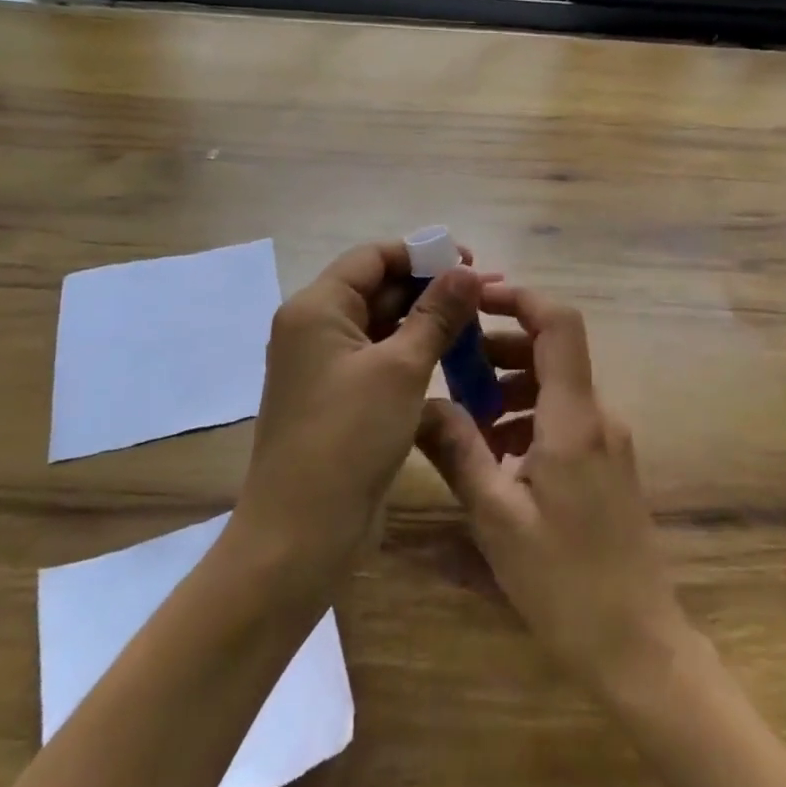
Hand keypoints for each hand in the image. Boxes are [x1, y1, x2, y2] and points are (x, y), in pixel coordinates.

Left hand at [233, 240, 482, 587]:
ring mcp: (325, 365)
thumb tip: (466, 270)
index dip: (421, 253)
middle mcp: (315, 328)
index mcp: (317, 308)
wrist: (301, 533)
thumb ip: (436, 314)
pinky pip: (380, 357)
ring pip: (382, 324)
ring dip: (425, 319)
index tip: (470, 261)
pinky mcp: (339, 397)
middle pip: (377, 287)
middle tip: (484, 293)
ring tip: (477, 321)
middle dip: (430, 286)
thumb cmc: (348, 438)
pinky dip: (413, 351)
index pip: (372, 257)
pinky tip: (452, 356)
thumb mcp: (401, 368)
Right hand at [418, 286, 692, 698]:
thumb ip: (458, 451)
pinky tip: (496, 456)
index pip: (559, 324)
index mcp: (574, 418)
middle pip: (553, 351)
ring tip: (464, 418)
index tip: (475, 297)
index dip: (519, 298)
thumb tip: (421, 404)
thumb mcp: (496, 517)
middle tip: (451, 366)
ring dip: (510, 387)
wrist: (638, 645)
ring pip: (556, 387)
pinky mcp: (608, 465)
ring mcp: (609, 441)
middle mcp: (599, 416)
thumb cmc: (565, 582)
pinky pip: (565, 419)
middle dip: (500, 348)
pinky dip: (528, 419)